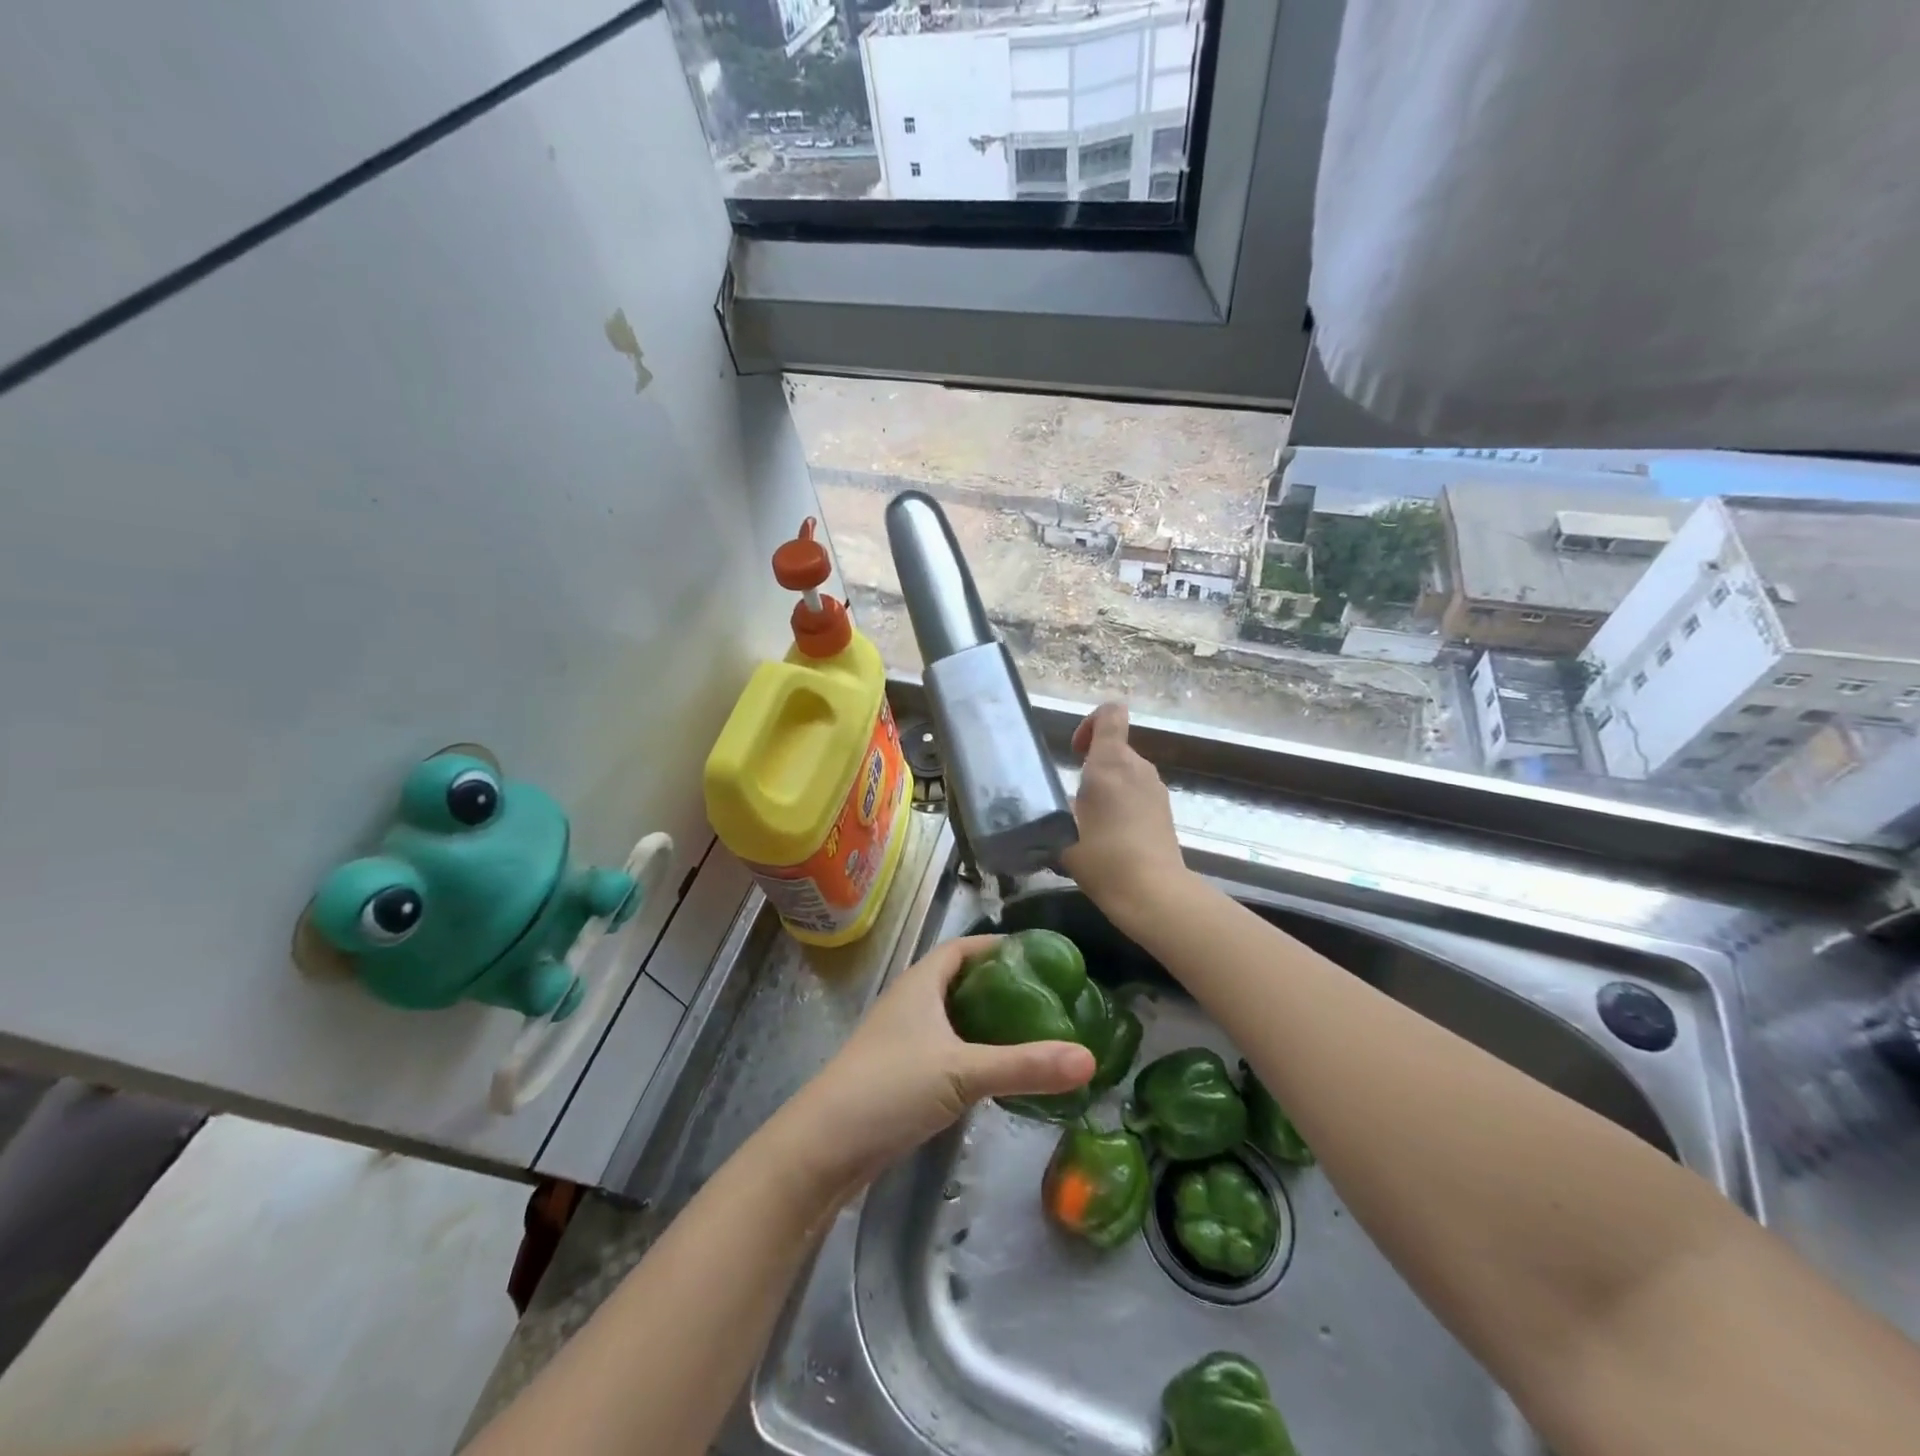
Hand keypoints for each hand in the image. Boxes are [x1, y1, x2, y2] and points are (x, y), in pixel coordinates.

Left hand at [781, 936, 1095, 1192]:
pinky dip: (974, 1053)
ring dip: (988, 1022)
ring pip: (954, 1019)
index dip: (998, 946)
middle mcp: (911, 1003)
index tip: (1041, 956)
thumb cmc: (890, 1087)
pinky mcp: (902, 1074)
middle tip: (1049, 998)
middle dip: (1001, 986)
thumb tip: (1089, 1058)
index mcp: (921, 983)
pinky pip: (947, 1050)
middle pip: (961, 982)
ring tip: (1035, 1032)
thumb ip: (1025, 1065)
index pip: (963, 948)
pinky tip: (1000, 1072)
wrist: (824, 1147)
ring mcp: (904, 1040)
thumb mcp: (962, 1072)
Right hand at [1059, 702, 1185, 913]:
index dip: (1090, 722)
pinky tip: (1110, 837)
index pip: (1110, 714)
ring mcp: (1156, 789)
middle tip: (1073, 799)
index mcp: (1111, 762)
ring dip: (1108, 788)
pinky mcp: (1165, 812)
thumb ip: (1054, 808)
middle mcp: (1138, 767)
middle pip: (1115, 747)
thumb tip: (1050, 804)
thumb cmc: (1102, 856)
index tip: (1076, 751)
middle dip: (1093, 765)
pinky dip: (1123, 805)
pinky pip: (1138, 794)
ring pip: (1127, 773)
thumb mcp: (1062, 830)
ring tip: (1089, 822)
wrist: (1152, 893)